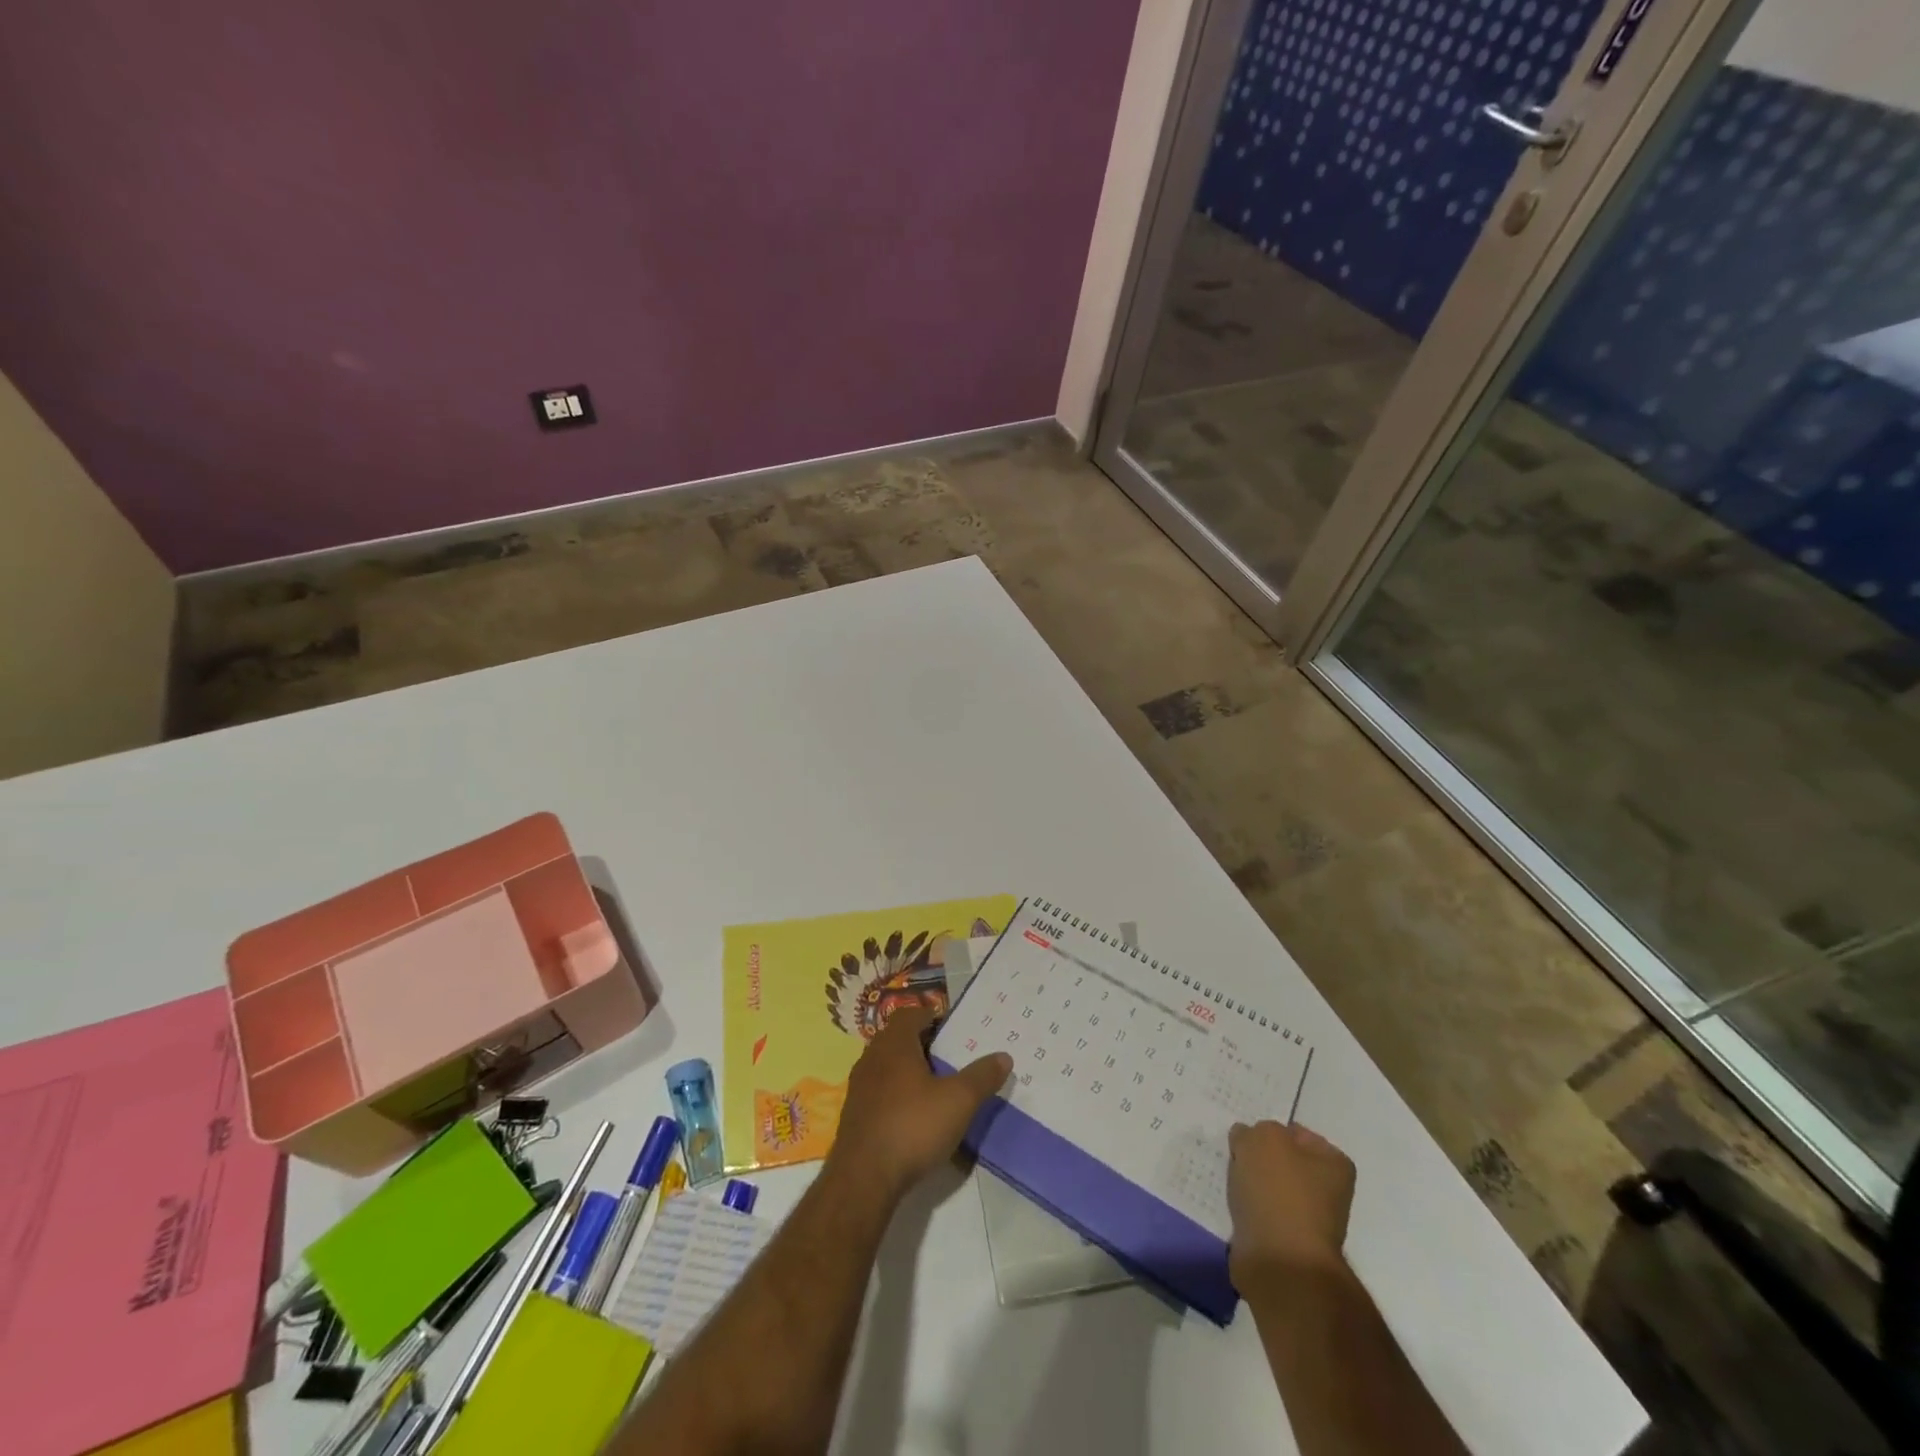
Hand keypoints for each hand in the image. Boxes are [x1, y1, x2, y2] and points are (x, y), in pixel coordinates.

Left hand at [828, 1005, 1012, 1199]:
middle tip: (949, 1057)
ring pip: (887, 1064)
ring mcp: (859, 1086)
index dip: (930, 1016)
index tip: (952, 1030)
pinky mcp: (855, 1114)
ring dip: (908, 1069)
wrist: (863, 1179)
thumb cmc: (913, 1127)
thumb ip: (982, 1077)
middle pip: (897, 1037)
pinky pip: (879, 1090)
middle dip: (922, 1043)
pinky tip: (914, 1115)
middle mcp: (872, 1057)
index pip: (909, 1014)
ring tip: (935, 1086)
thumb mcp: (958, 1101)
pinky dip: (897, 1093)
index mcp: (894, 1044)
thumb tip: (1004, 1056)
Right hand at [1227, 1120, 1355, 1290]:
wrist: (1280, 1263)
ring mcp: (1309, 1220)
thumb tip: (1248, 1140)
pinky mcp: (1287, 1244)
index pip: (1295, 1133)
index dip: (1268, 1131)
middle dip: (1258, 1159)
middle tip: (1236, 1159)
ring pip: (1270, 1187)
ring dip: (1251, 1185)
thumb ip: (1254, 1130)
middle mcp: (1328, 1191)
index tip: (1246, 1138)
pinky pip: (1262, 1213)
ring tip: (1233, 1185)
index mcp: (1334, 1163)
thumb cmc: (1278, 1191)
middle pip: (1282, 1161)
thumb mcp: (1263, 1138)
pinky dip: (1248, 1210)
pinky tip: (1236, 1207)